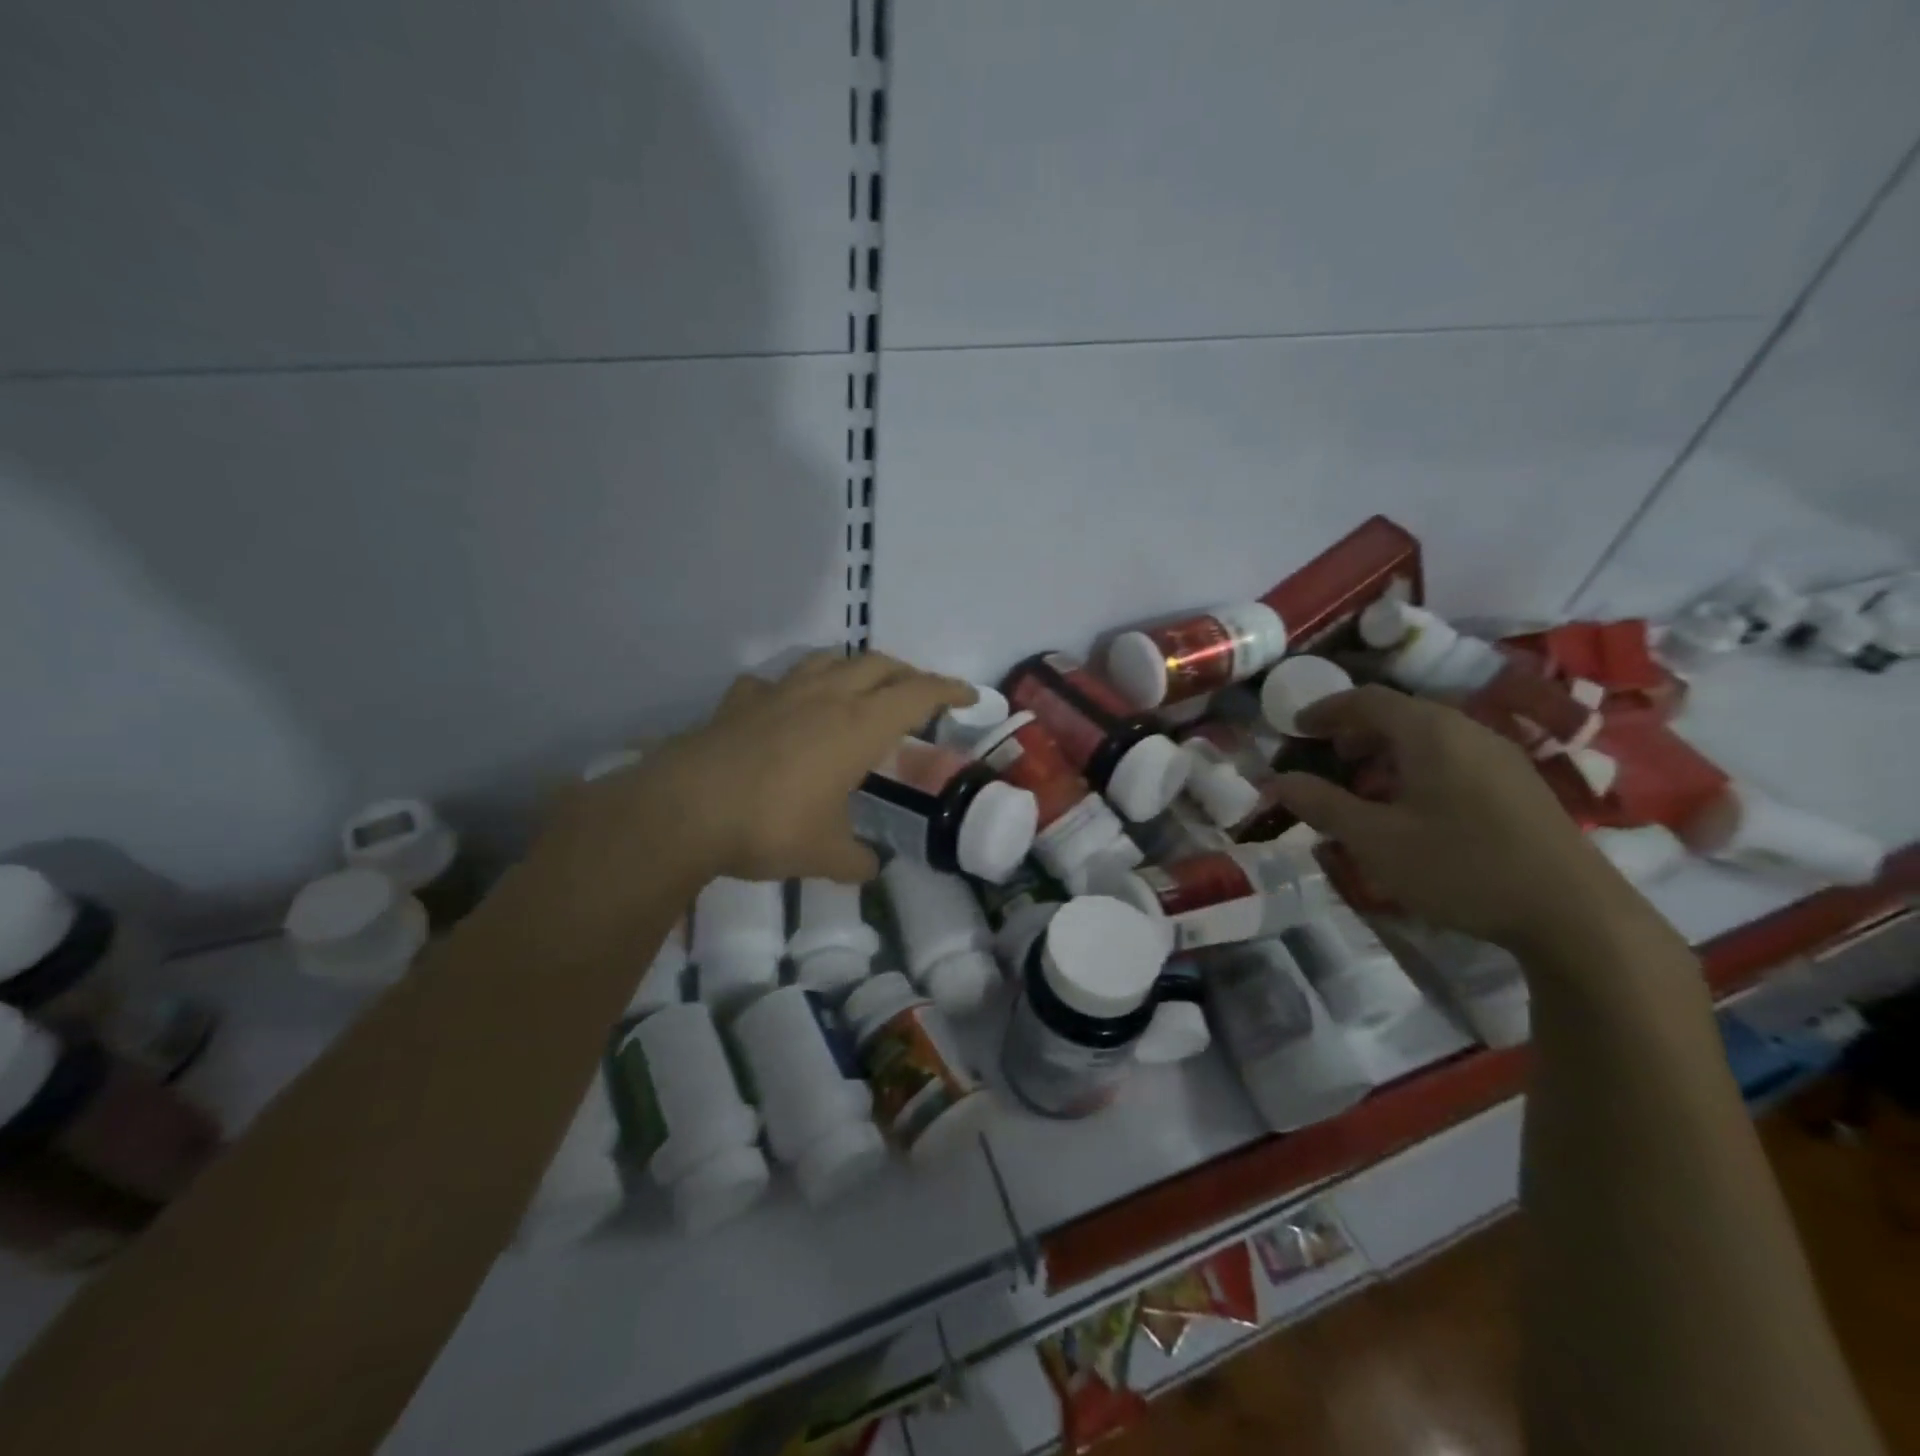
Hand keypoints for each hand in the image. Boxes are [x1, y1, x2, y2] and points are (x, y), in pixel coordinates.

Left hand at [560, 651, 972, 884]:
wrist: (683, 811)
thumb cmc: (769, 827)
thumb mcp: (824, 854)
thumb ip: (855, 861)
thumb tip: (869, 868)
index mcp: (859, 726)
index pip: (918, 694)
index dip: (949, 691)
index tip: (969, 697)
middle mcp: (825, 697)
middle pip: (878, 664)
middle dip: (907, 674)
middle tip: (919, 695)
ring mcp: (779, 693)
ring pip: (828, 660)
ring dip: (854, 667)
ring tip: (860, 687)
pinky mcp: (739, 702)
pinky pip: (772, 682)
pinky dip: (789, 688)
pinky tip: (783, 706)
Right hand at [1271, 685, 1638, 953]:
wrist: (1573, 913)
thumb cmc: (1460, 866)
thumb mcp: (1374, 839)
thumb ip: (1321, 804)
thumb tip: (1275, 781)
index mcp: (1430, 731)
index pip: (1367, 699)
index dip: (1325, 709)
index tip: (1294, 728)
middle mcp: (1467, 729)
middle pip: (1399, 713)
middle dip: (1353, 731)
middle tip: (1324, 758)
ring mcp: (1500, 755)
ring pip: (1427, 736)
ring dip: (1384, 751)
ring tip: (1361, 786)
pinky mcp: (1518, 784)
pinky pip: (1452, 756)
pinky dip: (1415, 766)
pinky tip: (1410, 807)